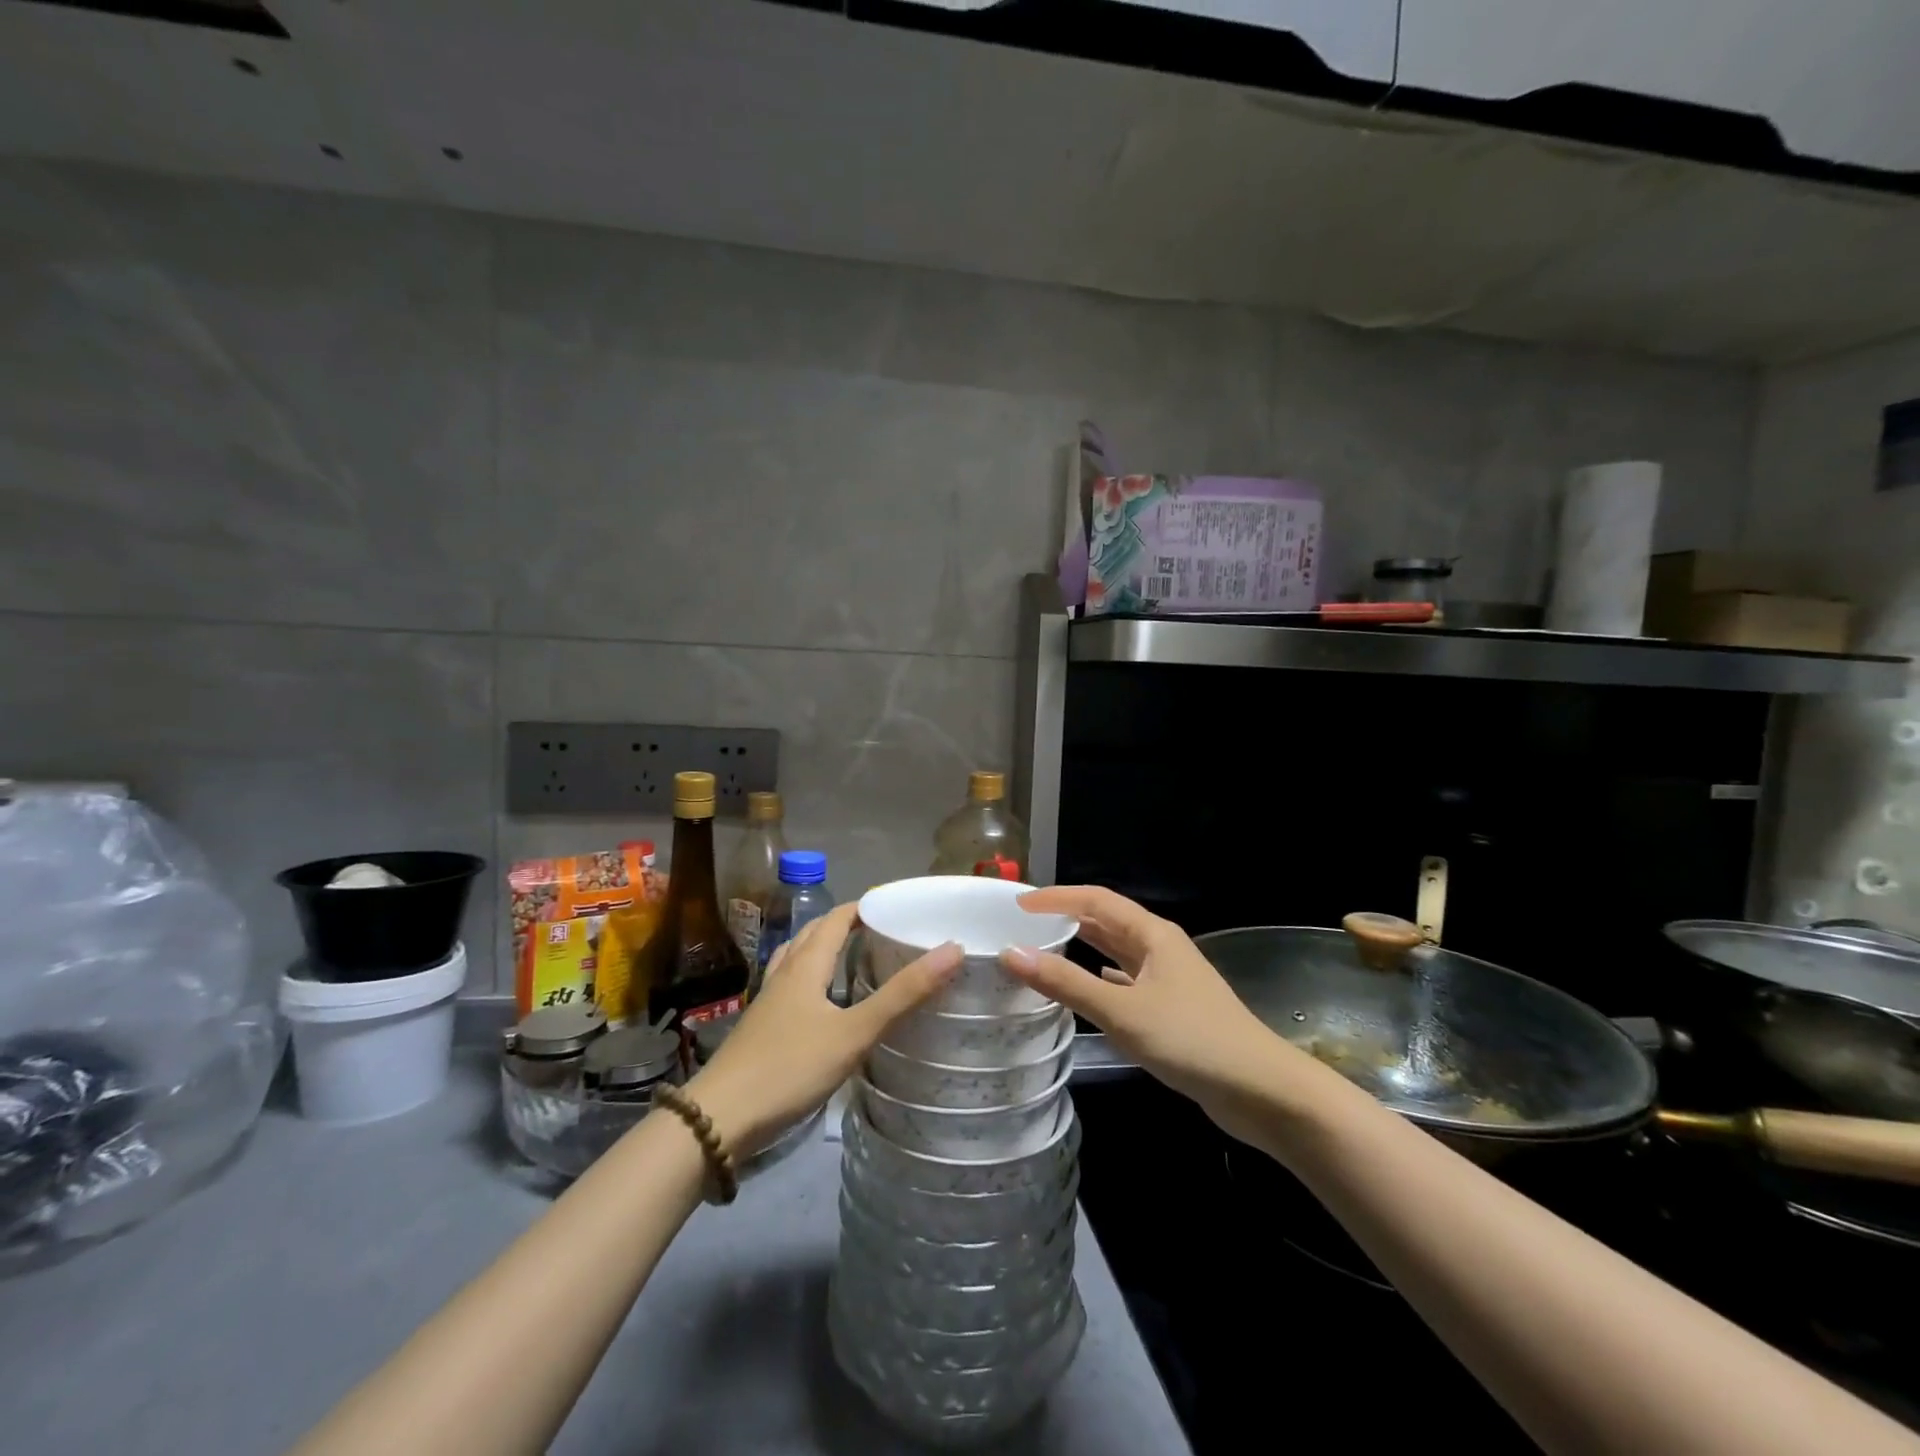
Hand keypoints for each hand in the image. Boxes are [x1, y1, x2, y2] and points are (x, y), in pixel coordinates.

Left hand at [687, 903, 960, 1156]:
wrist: (718, 1119)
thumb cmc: (789, 1068)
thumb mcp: (855, 1032)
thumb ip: (903, 994)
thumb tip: (952, 949)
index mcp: (806, 965)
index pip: (836, 918)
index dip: (864, 907)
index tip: (897, 908)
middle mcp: (785, 974)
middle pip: (814, 934)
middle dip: (846, 925)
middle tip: (883, 932)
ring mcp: (768, 1002)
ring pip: (797, 960)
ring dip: (824, 949)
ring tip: (853, 958)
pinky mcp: (760, 1027)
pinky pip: (790, 987)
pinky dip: (810, 979)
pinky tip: (821, 1004)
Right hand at [1000, 886, 1303, 1139]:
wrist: (1262, 1091)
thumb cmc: (1191, 1040)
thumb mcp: (1122, 1011)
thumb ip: (1066, 983)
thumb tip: (1011, 954)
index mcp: (1152, 934)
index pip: (1096, 900)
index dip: (1056, 898)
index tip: (1018, 904)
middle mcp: (1160, 948)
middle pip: (1107, 921)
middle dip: (1067, 918)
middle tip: (1024, 925)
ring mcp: (1169, 979)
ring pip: (1117, 952)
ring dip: (1083, 947)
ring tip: (1044, 949)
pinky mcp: (1173, 1009)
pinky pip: (1127, 981)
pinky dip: (1102, 978)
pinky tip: (1088, 986)